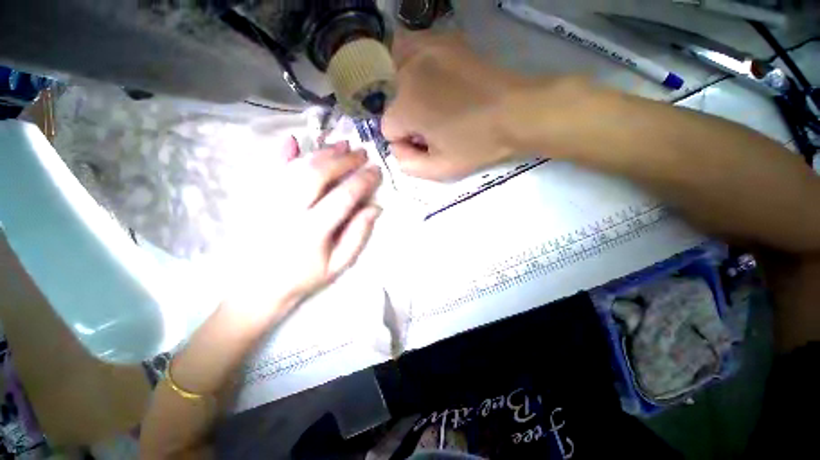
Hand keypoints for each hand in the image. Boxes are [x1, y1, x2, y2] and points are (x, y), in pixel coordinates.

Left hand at [223, 138, 381, 324]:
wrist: (257, 288)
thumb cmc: (304, 278)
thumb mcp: (338, 265)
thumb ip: (357, 235)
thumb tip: (374, 207)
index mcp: (312, 231)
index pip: (342, 197)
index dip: (362, 181)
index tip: (376, 170)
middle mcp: (288, 211)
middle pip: (317, 174)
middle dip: (343, 160)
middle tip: (361, 153)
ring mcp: (269, 202)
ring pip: (296, 167)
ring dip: (321, 152)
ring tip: (341, 145)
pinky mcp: (257, 199)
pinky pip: (269, 170)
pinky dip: (282, 153)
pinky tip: (293, 140)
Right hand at [381, 32, 532, 180]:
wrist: (517, 112)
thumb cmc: (478, 144)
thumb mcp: (441, 169)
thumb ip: (408, 165)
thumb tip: (397, 148)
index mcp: (406, 107)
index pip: (388, 129)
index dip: (406, 142)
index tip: (426, 144)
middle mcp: (408, 73)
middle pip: (393, 103)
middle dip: (408, 119)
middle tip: (435, 126)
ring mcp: (426, 51)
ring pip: (399, 77)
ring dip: (409, 94)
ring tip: (434, 104)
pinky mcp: (444, 41)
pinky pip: (415, 52)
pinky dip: (417, 67)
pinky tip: (434, 81)